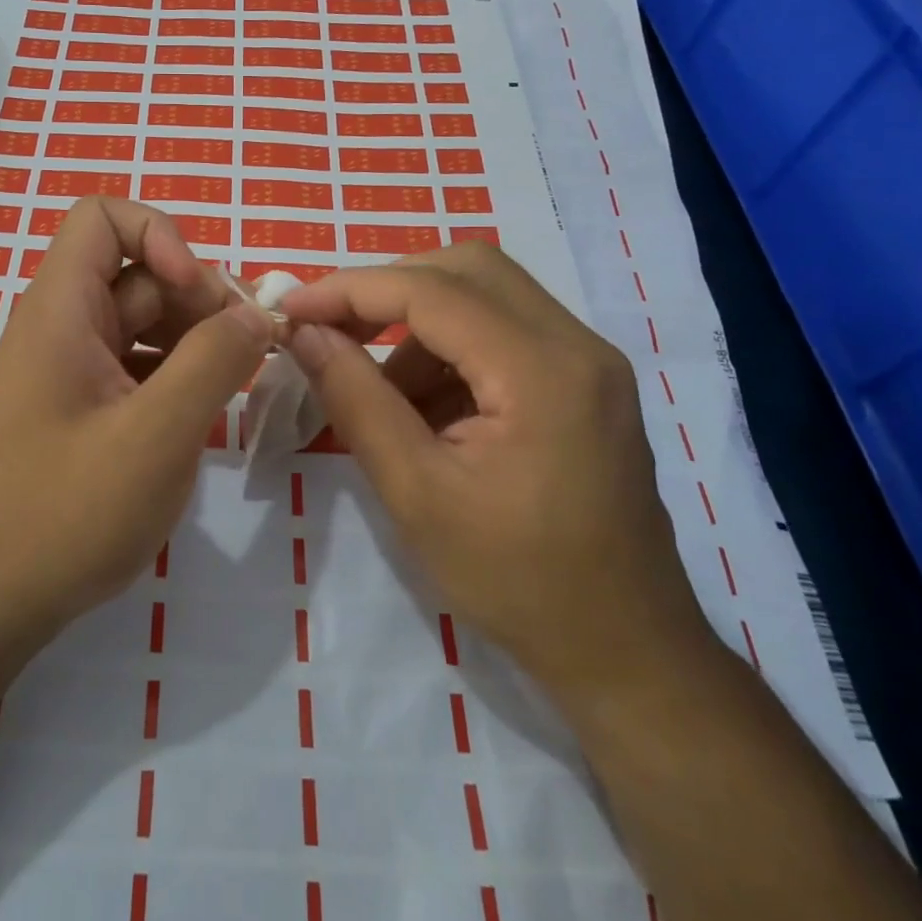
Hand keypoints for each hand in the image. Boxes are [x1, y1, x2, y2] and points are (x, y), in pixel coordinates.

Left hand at [0, 197, 272, 646]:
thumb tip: (257, 314)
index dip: (160, 236)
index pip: (103, 218)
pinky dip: (175, 375)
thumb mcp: (156, 434)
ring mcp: (70, 370)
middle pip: (137, 273)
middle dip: (198, 298)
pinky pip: (136, 366)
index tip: (200, 292)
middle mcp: (62, 326)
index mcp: (61, 310)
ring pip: (143, 323)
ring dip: (194, 339)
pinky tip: (204, 413)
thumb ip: (213, 361)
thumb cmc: (64, 514)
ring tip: (236, 383)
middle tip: (248, 350)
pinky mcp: (81, 408)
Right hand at [279, 242, 713, 709]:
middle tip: (336, 330)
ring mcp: (590, 360)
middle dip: (390, 289)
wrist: (628, 652)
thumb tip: (304, 333)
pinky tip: (429, 410)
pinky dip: (453, 349)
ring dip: (421, 323)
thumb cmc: (516, 581)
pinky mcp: (588, 380)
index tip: (294, 306)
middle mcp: (577, 344)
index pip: (432, 291)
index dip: (352, 289)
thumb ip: (356, 399)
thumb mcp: (416, 493)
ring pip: (488, 293)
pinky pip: (507, 329)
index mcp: (541, 372)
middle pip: (469, 268)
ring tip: (385, 395)